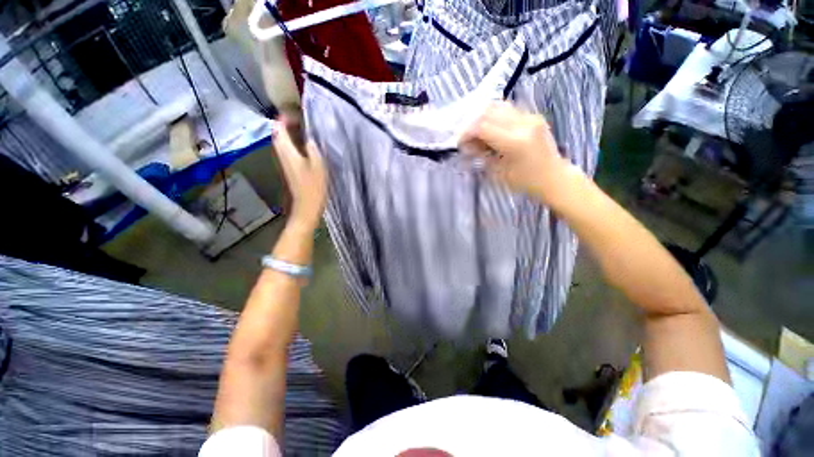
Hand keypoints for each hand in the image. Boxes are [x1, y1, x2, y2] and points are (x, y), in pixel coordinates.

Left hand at [271, 117, 327, 230]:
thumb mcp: (318, 165)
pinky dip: (294, 144)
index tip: (294, 111)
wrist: (307, 207)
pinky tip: (306, 146)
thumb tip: (309, 136)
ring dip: (290, 134)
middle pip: (278, 135)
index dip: (283, 118)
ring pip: (283, 143)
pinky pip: (289, 152)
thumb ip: (313, 148)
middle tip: (300, 119)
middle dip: (286, 124)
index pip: (278, 129)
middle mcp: (282, 155)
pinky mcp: (291, 170)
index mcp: (287, 152)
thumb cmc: (313, 187)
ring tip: (304, 129)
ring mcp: (286, 164)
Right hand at [460, 102, 571, 204]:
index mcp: (515, 141)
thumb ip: (482, 155)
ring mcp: (531, 117)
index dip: (466, 132)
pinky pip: (508, 110)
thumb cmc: (526, 181)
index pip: (482, 126)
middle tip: (467, 138)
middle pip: (489, 111)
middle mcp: (524, 124)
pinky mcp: (533, 116)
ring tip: (478, 133)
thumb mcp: (499, 172)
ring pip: (498, 106)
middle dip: (472, 123)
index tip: (459, 142)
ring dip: (483, 117)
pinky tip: (491, 129)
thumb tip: (467, 145)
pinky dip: (494, 117)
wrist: (554, 177)